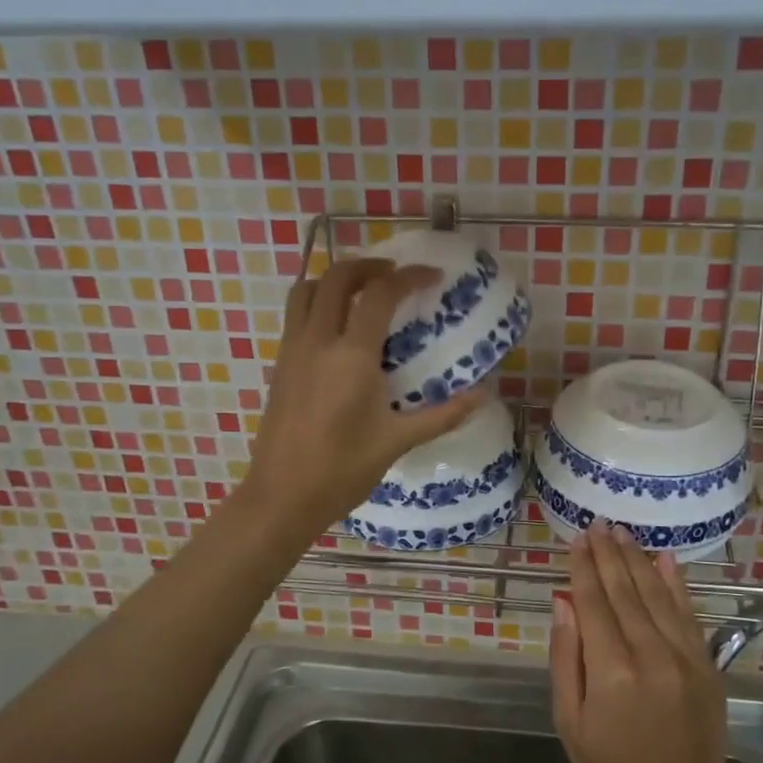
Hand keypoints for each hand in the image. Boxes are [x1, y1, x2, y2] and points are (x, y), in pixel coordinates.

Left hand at [243, 258, 483, 535]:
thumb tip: (483, 395)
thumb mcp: (397, 442)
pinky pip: (295, 315)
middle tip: (395, 274)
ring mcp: (292, 351)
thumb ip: (442, 414)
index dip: (408, 276)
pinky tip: (338, 327)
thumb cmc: (342, 470)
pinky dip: (317, 301)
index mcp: (351, 356)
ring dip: (335, 278)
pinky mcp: (279, 365)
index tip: (431, 276)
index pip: (380, 294)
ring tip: (362, 290)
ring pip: (306, 290)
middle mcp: (317, 341)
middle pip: (337, 277)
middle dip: (369, 265)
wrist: (282, 497)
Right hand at [551, 524, 729, 762]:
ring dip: (638, 560)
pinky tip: (665, 559)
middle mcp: (650, 655)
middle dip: (609, 554)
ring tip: (623, 533)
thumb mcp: (570, 721)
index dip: (584, 568)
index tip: (578, 539)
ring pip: (657, 595)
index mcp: (611, 671)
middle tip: (598, 524)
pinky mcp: (707, 667)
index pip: (594, 603)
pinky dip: (677, 584)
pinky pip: (689, 615)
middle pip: (625, 591)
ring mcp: (685, 659)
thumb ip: (566, 657)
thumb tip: (563, 601)